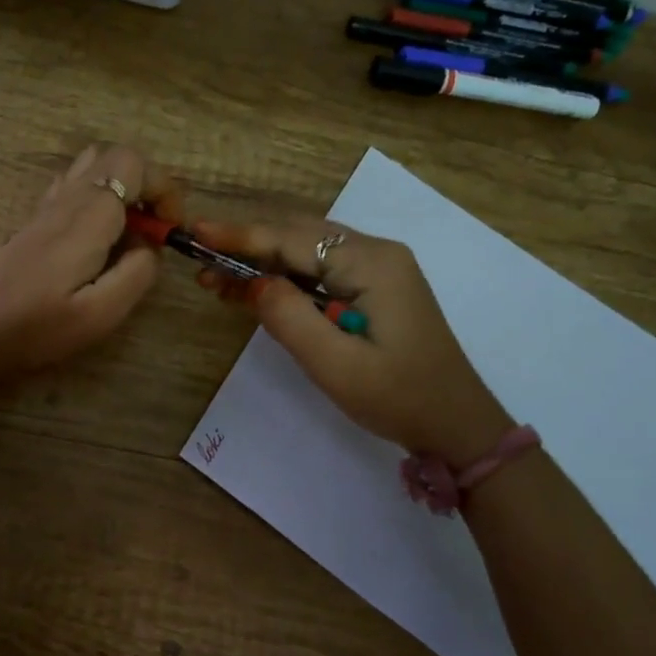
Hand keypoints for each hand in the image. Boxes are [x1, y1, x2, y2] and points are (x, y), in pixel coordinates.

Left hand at [0, 144, 183, 375]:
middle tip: (152, 229)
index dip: (164, 188)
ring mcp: (46, 208)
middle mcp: (67, 200)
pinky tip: (95, 238)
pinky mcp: (34, 222)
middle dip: (147, 184)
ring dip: (120, 188)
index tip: (170, 229)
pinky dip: (96, 197)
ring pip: (91, 166)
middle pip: (115, 156)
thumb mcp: (101, 313)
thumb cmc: (37, 327)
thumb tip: (149, 247)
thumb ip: (137, 274)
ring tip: (127, 231)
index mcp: (88, 216)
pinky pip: (72, 185)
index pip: (134, 165)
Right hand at [191, 217, 513, 467]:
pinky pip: (320, 271)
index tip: (196, 230)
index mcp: (371, 263)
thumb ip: (288, 317)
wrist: (458, 425)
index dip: (241, 236)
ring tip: (215, 279)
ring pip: (306, 252)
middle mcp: (376, 253)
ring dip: (262, 263)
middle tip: (199, 261)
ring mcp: (378, 268)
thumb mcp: (336, 365)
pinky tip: (254, 290)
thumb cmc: (399, 397)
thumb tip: (251, 282)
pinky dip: (285, 278)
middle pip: (298, 236)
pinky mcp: (375, 287)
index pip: (292, 239)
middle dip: (247, 247)